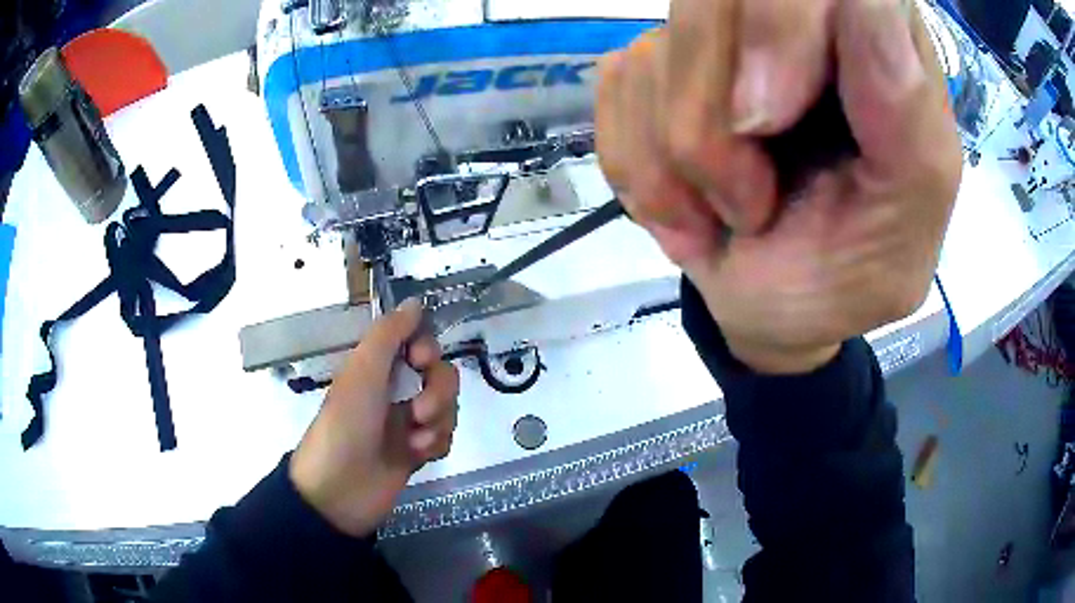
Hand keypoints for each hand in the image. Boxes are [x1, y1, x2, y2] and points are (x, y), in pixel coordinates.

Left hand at [290, 299, 459, 536]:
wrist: (339, 491)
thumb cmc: (346, 425)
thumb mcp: (362, 372)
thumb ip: (389, 334)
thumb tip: (414, 301)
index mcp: (377, 368)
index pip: (417, 342)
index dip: (426, 348)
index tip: (420, 360)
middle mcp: (394, 391)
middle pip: (440, 375)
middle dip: (439, 392)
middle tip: (419, 412)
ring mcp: (407, 423)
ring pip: (447, 408)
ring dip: (438, 422)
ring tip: (415, 441)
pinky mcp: (418, 452)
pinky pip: (445, 437)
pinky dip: (435, 444)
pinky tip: (418, 456)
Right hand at [596, 0, 961, 372]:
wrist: (782, 309)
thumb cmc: (855, 270)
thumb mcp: (907, 216)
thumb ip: (909, 116)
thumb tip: (862, 5)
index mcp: (877, 43)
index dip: (781, 26)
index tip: (768, 122)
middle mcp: (795, 21)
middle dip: (714, 114)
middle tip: (750, 202)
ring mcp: (720, 41)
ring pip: (657, 48)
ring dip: (684, 161)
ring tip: (735, 215)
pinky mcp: (658, 68)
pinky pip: (618, 89)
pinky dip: (645, 171)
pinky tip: (692, 207)